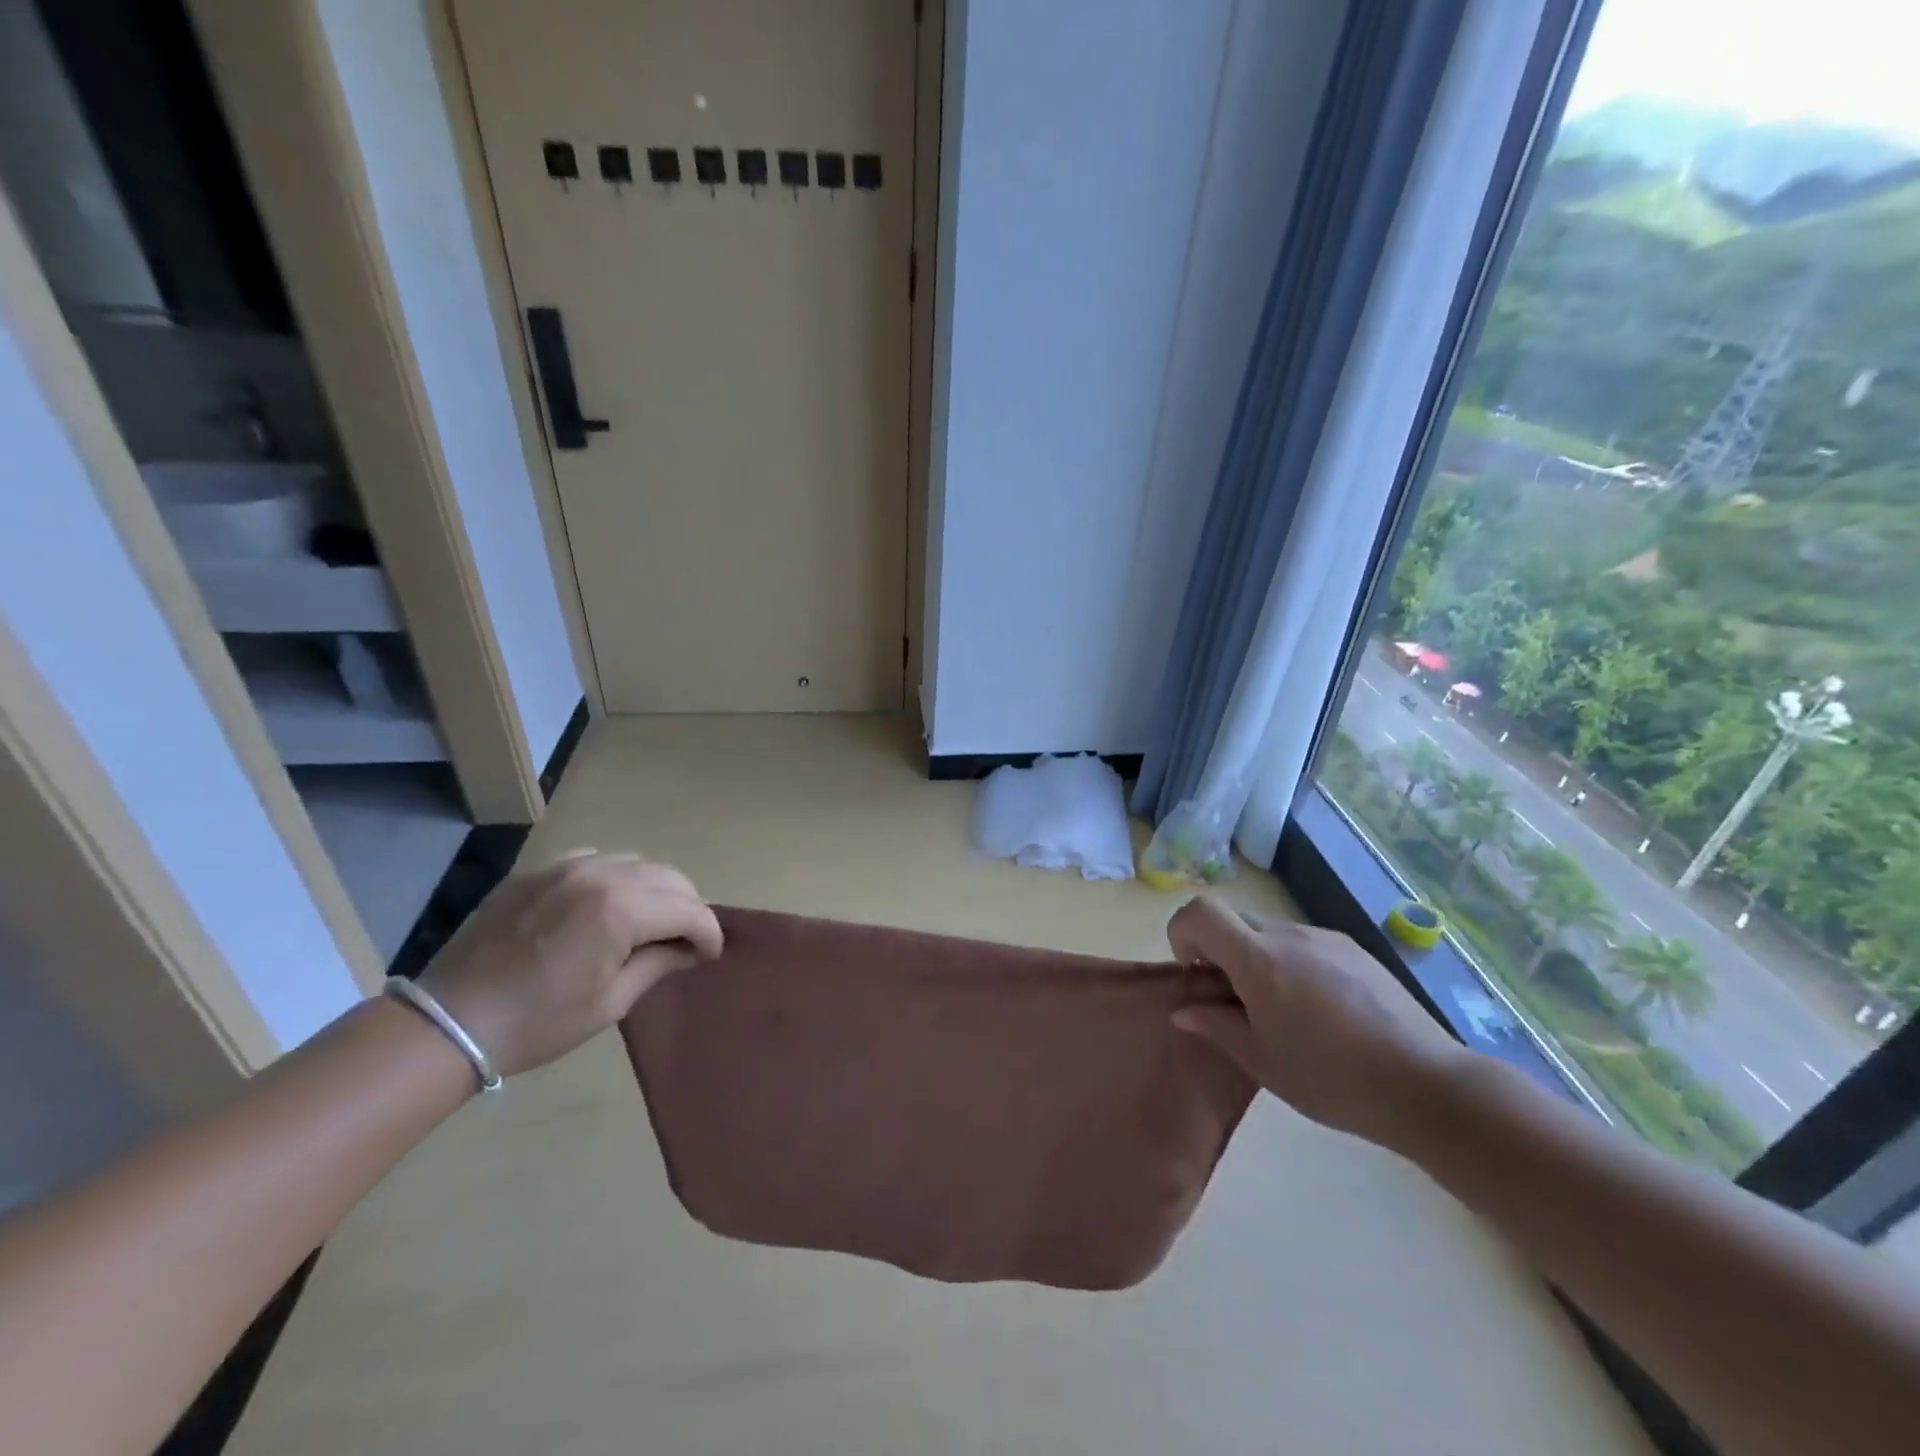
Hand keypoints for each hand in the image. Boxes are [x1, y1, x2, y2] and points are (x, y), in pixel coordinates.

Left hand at [418, 852, 722, 1077]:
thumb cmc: (538, 1023)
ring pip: (635, 862)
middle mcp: (599, 875)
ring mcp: (565, 867)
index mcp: (620, 909)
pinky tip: (606, 903)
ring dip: (655, 888)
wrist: (449, 1022)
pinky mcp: (537, 872)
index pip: (688, 910)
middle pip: (669, 877)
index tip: (712, 954)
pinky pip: (595, 860)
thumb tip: (691, 950)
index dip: (709, 932)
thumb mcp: (611, 1002)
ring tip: (650, 919)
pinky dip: (615, 877)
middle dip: (688, 906)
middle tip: (687, 938)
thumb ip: (659, 964)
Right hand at [1167, 898, 1468, 1147]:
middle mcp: (1288, 935)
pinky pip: (1305, 944)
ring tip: (1283, 1012)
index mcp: (1259, 959)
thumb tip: (1183, 1010)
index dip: (1183, 934)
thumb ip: (1215, 1026)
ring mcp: (1325, 938)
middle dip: (1219, 951)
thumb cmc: (1331, 1078)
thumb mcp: (1261, 1061)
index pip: (1200, 912)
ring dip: (1257, 959)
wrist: (1426, 1085)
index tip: (1197, 976)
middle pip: (1233, 919)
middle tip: (1234, 1000)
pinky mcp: (1354, 949)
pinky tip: (1320, 1011)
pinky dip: (1292, 964)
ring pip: (1270, 932)